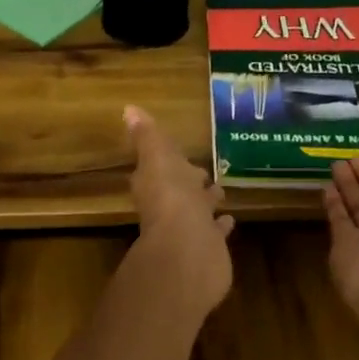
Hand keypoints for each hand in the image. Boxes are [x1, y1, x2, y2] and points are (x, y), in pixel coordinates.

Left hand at [125, 105, 233, 311]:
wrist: (188, 250)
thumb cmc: (172, 198)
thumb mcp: (158, 158)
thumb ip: (147, 136)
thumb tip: (129, 109)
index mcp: (155, 184)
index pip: (160, 167)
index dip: (169, 160)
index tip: (181, 153)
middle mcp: (169, 206)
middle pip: (180, 189)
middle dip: (190, 181)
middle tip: (203, 173)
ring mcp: (189, 228)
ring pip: (198, 210)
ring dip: (205, 202)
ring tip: (221, 192)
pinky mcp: (208, 246)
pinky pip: (214, 232)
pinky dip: (220, 225)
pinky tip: (230, 220)